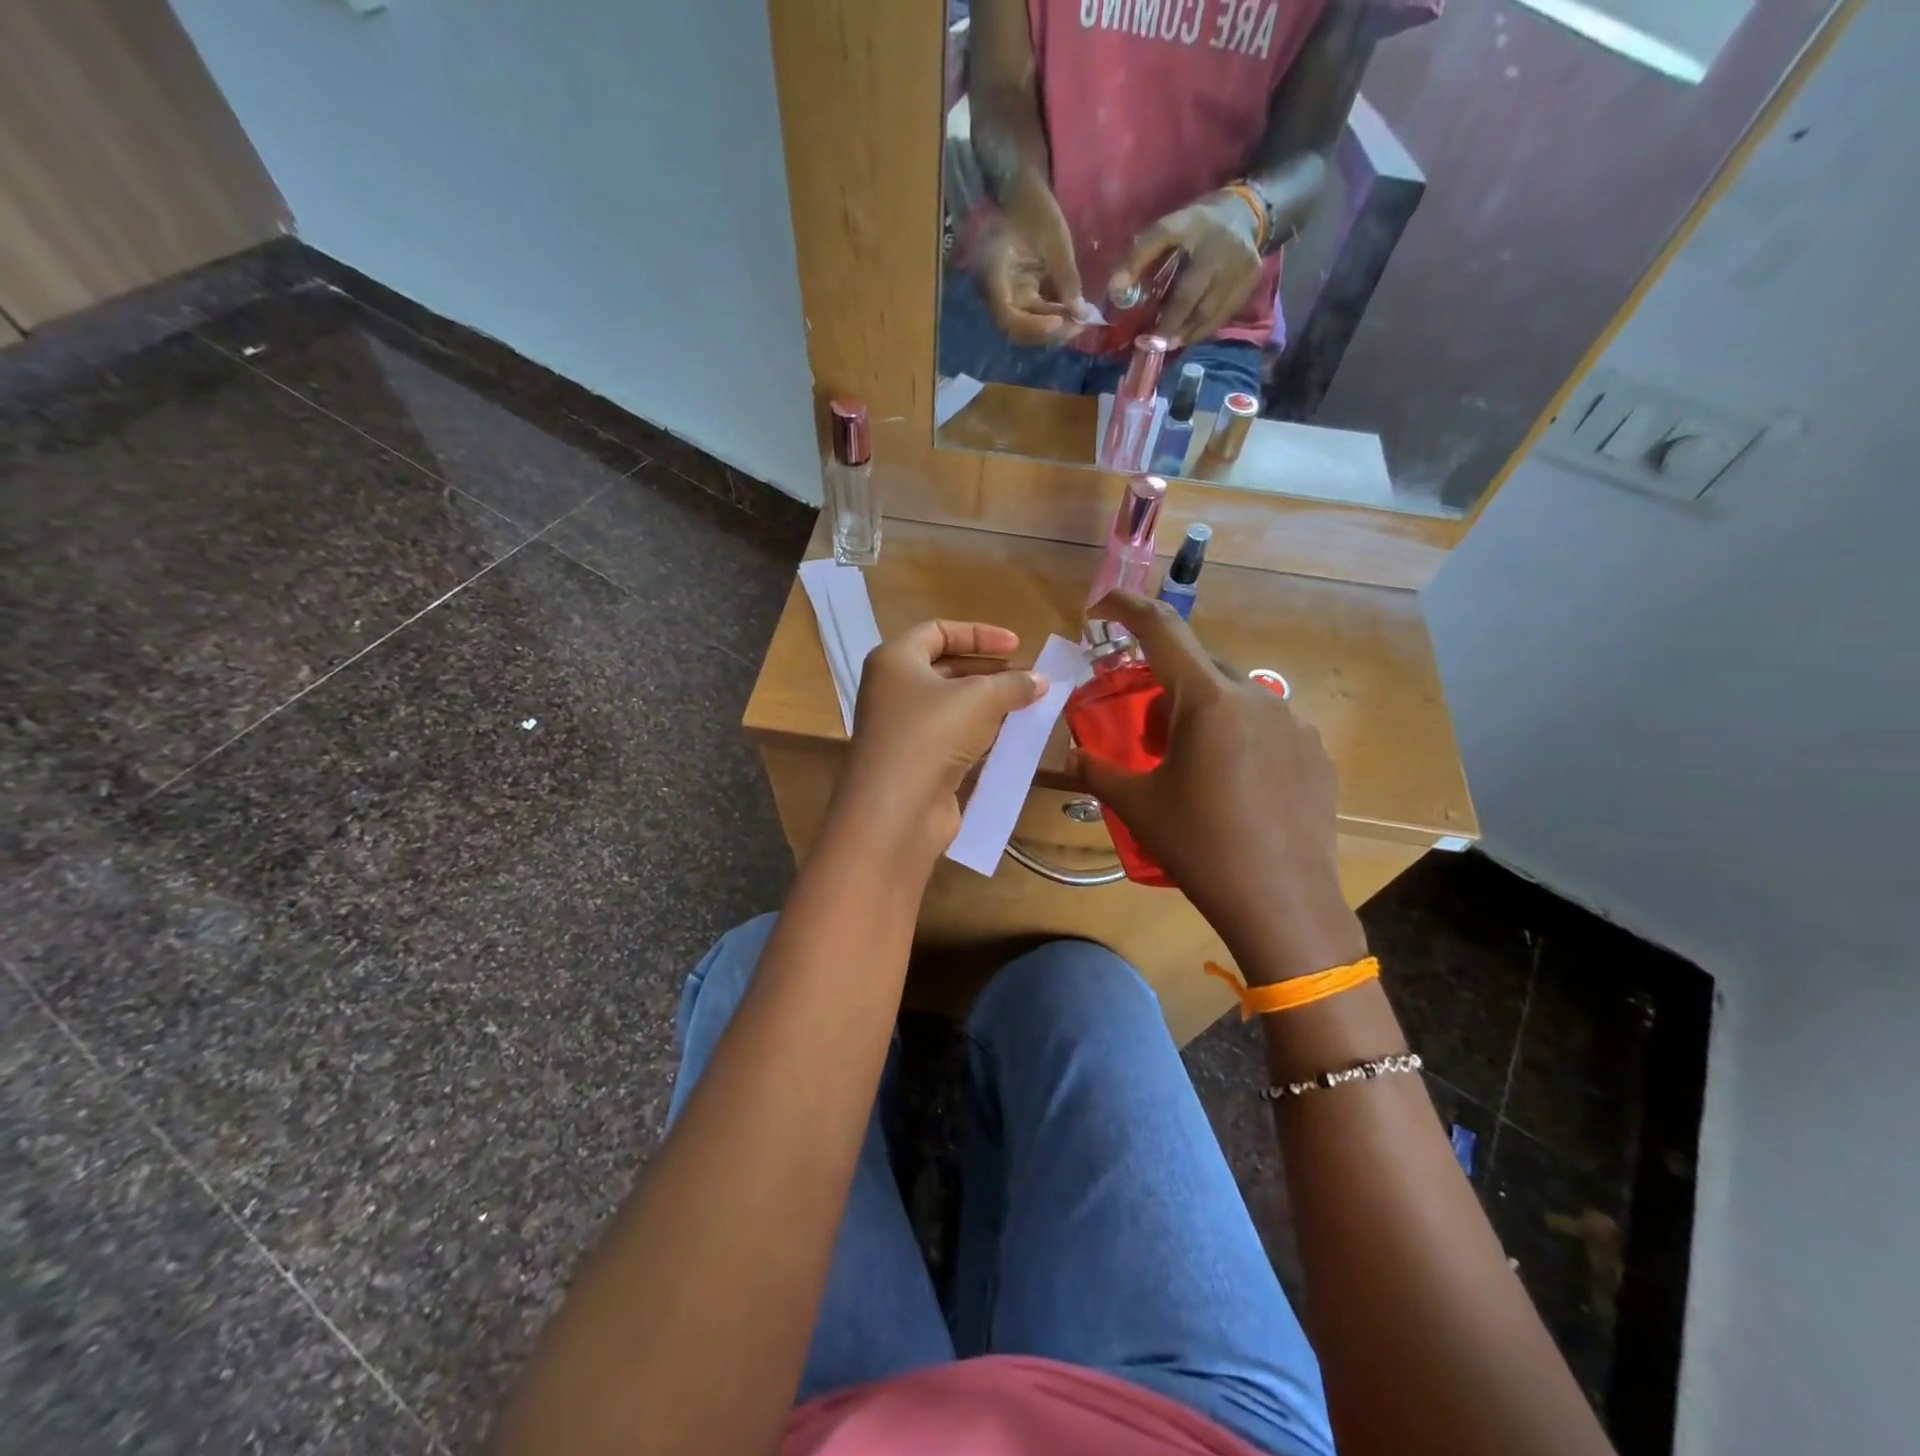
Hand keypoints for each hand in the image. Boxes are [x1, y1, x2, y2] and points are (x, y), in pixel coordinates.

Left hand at [835, 620, 1046, 863]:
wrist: (897, 810)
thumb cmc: (932, 734)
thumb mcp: (980, 698)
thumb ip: (1013, 684)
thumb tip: (1041, 680)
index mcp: (894, 660)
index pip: (938, 631)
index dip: (980, 634)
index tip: (1017, 645)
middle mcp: (892, 690)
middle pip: (946, 668)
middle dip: (991, 672)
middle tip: (1029, 680)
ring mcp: (902, 729)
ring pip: (952, 706)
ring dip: (990, 705)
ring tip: (1028, 707)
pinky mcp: (915, 762)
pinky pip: (952, 737)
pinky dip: (980, 734)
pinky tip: (1010, 738)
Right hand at [978, 174, 1084, 345]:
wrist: (1019, 189)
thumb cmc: (1033, 207)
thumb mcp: (1055, 240)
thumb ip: (1066, 278)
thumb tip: (1080, 314)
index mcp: (997, 277)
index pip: (1009, 319)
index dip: (1033, 327)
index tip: (1059, 322)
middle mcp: (1000, 293)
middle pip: (1021, 329)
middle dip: (1050, 331)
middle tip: (1080, 326)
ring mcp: (1012, 294)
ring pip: (1031, 324)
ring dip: (1056, 326)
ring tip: (1082, 319)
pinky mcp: (1024, 292)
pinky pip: (1038, 313)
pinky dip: (1057, 315)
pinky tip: (1076, 311)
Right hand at [1072, 592, 1365, 982]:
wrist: (1283, 903)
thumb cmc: (1201, 847)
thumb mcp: (1139, 806)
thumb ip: (1098, 771)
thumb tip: (1070, 756)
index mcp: (1208, 700)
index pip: (1161, 629)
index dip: (1126, 607)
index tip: (1101, 606)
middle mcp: (1256, 697)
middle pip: (1198, 667)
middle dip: (1165, 684)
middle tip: (1145, 730)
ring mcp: (1293, 724)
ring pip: (1234, 697)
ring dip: (1203, 712)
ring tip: (1192, 763)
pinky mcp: (1314, 754)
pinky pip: (1266, 726)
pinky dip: (1238, 737)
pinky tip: (1235, 785)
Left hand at [1109, 193, 1263, 347]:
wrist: (1246, 213)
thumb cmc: (1196, 227)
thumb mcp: (1167, 230)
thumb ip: (1139, 256)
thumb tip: (1116, 291)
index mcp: (1195, 227)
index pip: (1166, 263)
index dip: (1144, 285)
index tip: (1137, 323)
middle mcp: (1220, 247)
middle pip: (1191, 300)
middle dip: (1169, 327)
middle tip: (1152, 345)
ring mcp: (1240, 265)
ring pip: (1208, 314)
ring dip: (1185, 333)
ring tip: (1168, 344)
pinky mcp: (1250, 280)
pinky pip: (1222, 316)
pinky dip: (1203, 330)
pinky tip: (1188, 335)